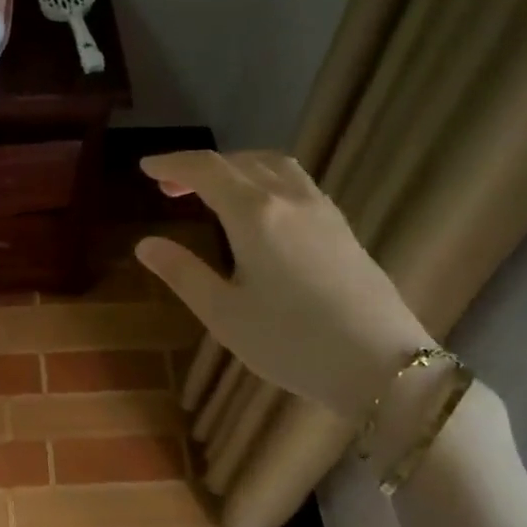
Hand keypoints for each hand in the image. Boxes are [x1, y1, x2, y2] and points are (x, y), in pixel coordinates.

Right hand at [134, 151, 433, 418]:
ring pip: (273, 165)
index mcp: (254, 215)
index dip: (172, 164)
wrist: (381, 364)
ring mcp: (322, 210)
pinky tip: (260, 210)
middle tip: (169, 189)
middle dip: (199, 167)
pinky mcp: (342, 227)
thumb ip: (183, 273)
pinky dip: (264, 179)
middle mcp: (289, 199)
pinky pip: (296, 182)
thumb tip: (145, 244)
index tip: (145, 167)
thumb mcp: (223, 314)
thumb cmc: (291, 343)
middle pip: (239, 162)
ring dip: (236, 167)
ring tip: (214, 191)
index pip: (205, 170)